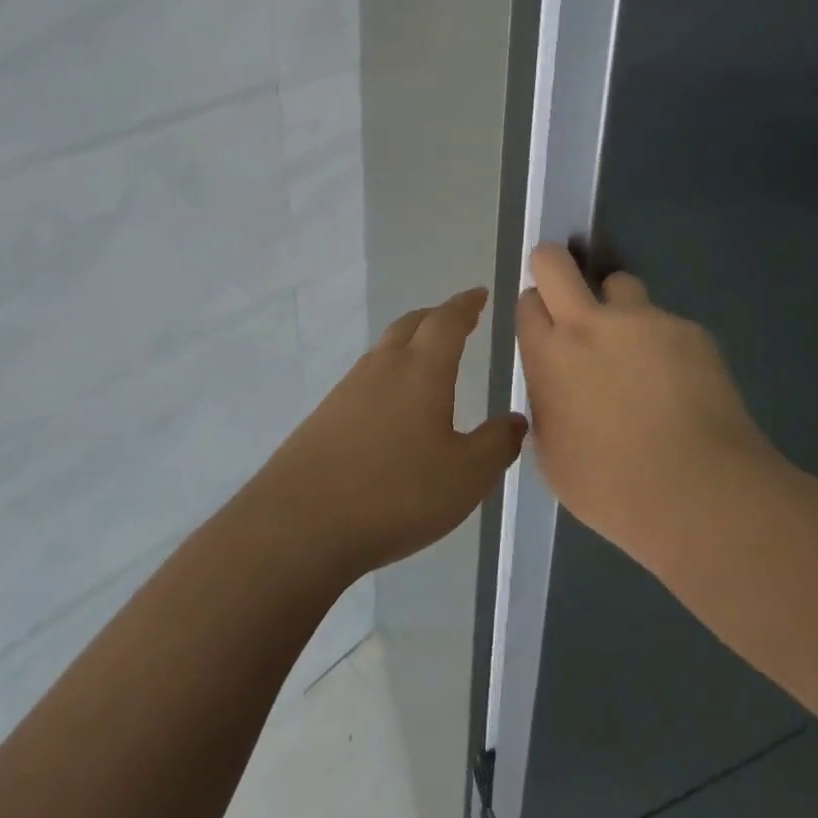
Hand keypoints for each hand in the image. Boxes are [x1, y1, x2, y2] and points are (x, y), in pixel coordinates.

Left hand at [259, 288, 528, 579]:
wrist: (301, 524)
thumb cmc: (395, 493)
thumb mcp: (465, 477)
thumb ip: (496, 445)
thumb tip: (516, 419)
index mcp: (421, 370)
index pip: (447, 321)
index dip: (465, 305)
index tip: (478, 294)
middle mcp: (383, 367)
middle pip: (411, 325)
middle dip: (436, 317)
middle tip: (456, 319)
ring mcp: (348, 389)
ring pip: (385, 350)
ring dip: (409, 343)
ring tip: (426, 359)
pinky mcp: (325, 416)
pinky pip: (365, 379)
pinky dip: (387, 375)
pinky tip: (391, 406)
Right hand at [516, 244, 771, 565]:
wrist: (698, 491)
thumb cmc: (613, 488)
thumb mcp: (553, 456)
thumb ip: (547, 406)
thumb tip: (556, 388)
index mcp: (550, 355)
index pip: (528, 303)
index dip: (536, 310)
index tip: (546, 326)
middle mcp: (589, 323)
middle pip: (555, 263)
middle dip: (553, 264)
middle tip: (566, 288)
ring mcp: (643, 320)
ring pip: (621, 285)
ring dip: (620, 307)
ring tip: (638, 350)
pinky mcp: (688, 330)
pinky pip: (667, 325)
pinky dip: (667, 345)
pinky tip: (682, 387)